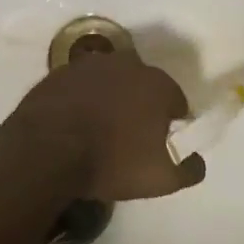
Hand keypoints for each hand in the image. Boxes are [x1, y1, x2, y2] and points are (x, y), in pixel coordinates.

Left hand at [7, 48, 204, 201]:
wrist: (46, 151)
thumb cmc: (112, 162)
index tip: (161, 143)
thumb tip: (197, 160)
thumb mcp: (162, 179)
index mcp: (157, 84)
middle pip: (143, 84)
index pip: (176, 100)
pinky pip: (80, 85)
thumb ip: (189, 169)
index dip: (171, 123)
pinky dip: (82, 99)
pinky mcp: (60, 72)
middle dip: (141, 104)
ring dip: (110, 97)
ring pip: (110, 81)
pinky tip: (74, 122)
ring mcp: (90, 65)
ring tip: (99, 129)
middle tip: (130, 136)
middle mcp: (127, 64)